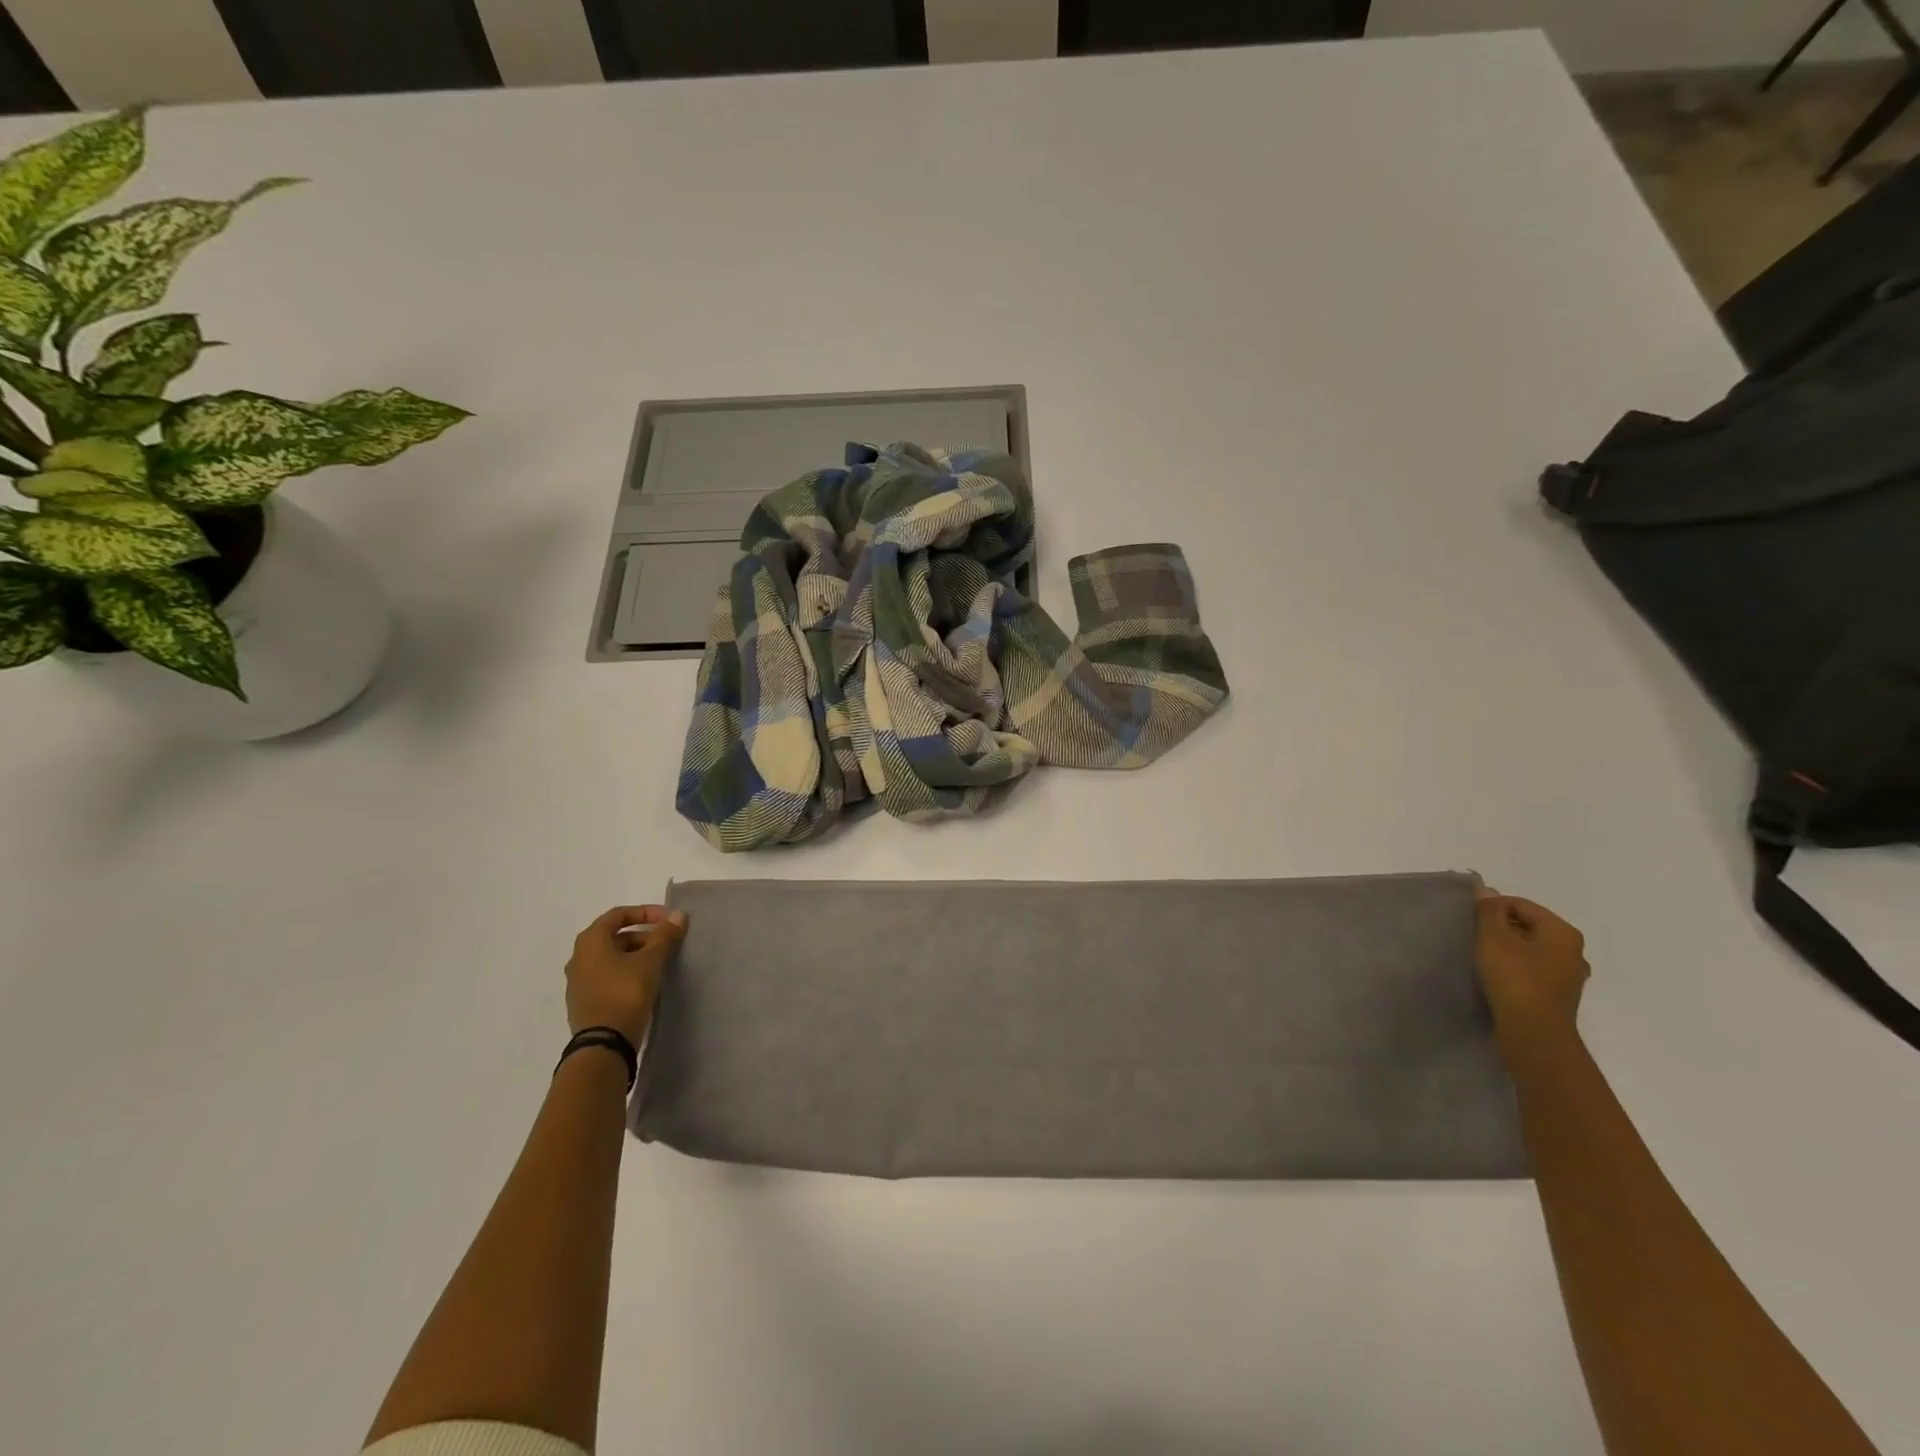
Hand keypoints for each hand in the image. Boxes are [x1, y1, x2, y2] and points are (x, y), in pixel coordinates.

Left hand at [565, 905, 687, 1044]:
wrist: (603, 1044)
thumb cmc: (625, 992)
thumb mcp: (650, 961)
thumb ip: (665, 936)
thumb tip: (678, 914)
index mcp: (590, 941)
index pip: (618, 914)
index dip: (645, 913)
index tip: (668, 921)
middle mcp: (578, 957)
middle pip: (614, 936)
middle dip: (643, 936)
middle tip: (667, 944)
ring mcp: (578, 982)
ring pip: (611, 958)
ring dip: (635, 955)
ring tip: (660, 964)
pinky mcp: (584, 1002)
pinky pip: (607, 977)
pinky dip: (625, 973)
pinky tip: (644, 984)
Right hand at [1473, 887, 1588, 1044]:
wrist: (1534, 1033)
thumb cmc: (1515, 979)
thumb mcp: (1494, 938)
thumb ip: (1489, 911)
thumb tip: (1486, 890)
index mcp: (1563, 932)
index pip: (1521, 904)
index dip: (1492, 907)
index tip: (1469, 920)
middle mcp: (1572, 951)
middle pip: (1528, 926)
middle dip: (1500, 928)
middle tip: (1474, 937)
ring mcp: (1567, 976)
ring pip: (1530, 950)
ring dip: (1506, 949)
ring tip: (1481, 957)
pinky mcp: (1556, 996)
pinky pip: (1532, 970)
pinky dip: (1514, 968)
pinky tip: (1496, 976)